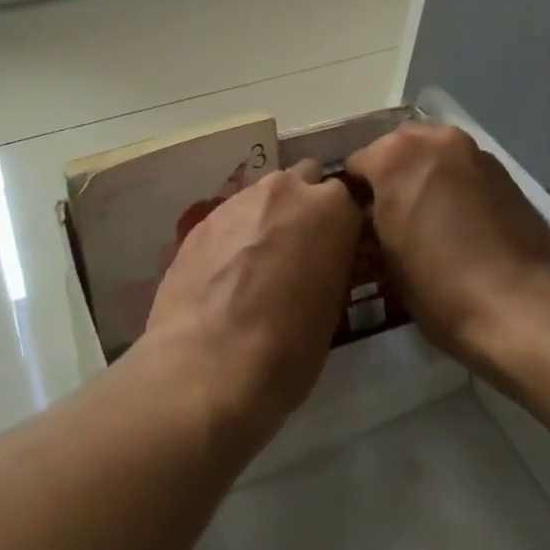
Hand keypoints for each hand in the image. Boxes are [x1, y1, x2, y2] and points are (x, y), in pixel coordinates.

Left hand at [135, 162, 363, 454]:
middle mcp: (284, 190)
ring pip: (262, 197)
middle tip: (300, 252)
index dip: (344, 226)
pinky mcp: (200, 222)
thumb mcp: (333, 308)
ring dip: (267, 219)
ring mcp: (237, 201)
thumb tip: (321, 260)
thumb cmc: (287, 349)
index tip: (339, 252)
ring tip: (257, 267)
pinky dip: (233, 237)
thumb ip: (331, 264)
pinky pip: (229, 219)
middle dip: (304, 207)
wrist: (205, 368)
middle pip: (304, 182)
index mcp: (331, 208)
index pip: (349, 199)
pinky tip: (225, 276)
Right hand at [346, 123, 549, 374]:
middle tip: (391, 217)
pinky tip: (460, 224)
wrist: (521, 307)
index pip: (357, 164)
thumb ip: (373, 220)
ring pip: (436, 156)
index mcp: (394, 156)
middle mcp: (434, 141)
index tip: (357, 222)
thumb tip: (375, 214)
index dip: (354, 194)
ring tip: (428, 219)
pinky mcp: (507, 175)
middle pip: (399, 148)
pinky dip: (456, 187)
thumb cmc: (438, 286)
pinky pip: (466, 172)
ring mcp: (475, 154)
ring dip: (425, 177)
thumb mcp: (385, 257)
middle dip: (391, 175)